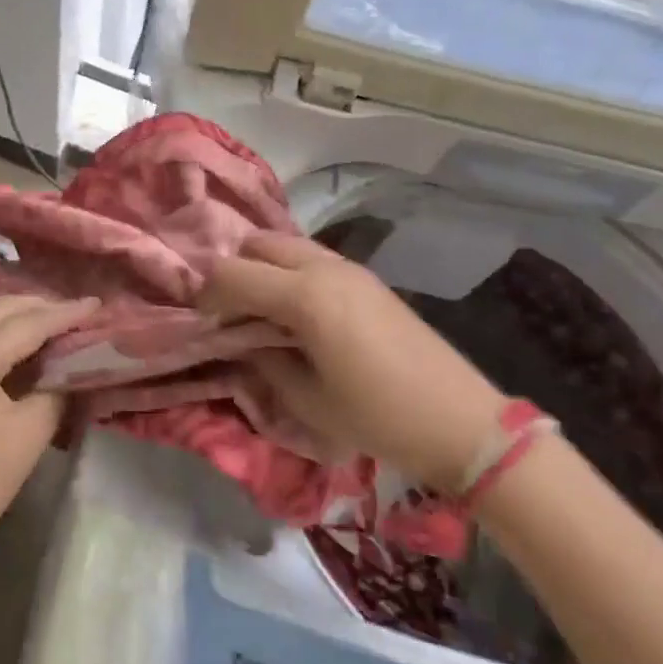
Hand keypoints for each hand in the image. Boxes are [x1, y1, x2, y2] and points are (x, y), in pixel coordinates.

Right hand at [198, 233, 504, 487]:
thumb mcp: (307, 401)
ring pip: (285, 244)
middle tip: (231, 314)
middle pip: (256, 244)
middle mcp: (323, 267)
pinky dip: (290, 271)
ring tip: (262, 311)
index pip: (232, 274)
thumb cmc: (378, 417)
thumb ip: (263, 362)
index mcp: (304, 296)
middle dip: (234, 272)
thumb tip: (241, 341)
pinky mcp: (366, 277)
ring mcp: (349, 267)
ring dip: (263, 268)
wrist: (460, 420)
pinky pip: (312, 256)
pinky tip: (297, 311)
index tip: (202, 324)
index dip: (207, 295)